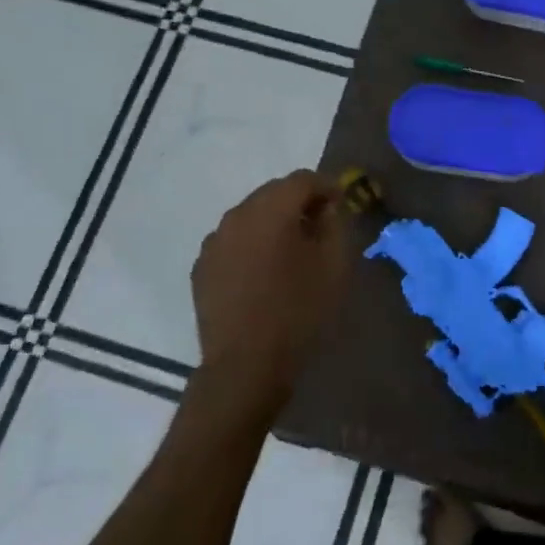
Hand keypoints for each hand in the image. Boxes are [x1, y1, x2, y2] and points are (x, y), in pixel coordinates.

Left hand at [190, 170, 350, 415]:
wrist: (246, 365)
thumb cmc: (299, 312)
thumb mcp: (334, 266)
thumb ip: (335, 225)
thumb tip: (327, 208)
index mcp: (270, 210)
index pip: (303, 179)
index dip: (327, 187)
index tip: (342, 205)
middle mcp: (237, 216)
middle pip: (273, 193)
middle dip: (299, 203)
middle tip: (320, 226)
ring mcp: (214, 241)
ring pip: (251, 217)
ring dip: (274, 224)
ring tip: (292, 251)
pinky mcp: (202, 267)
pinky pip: (233, 242)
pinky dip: (252, 245)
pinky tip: (264, 273)